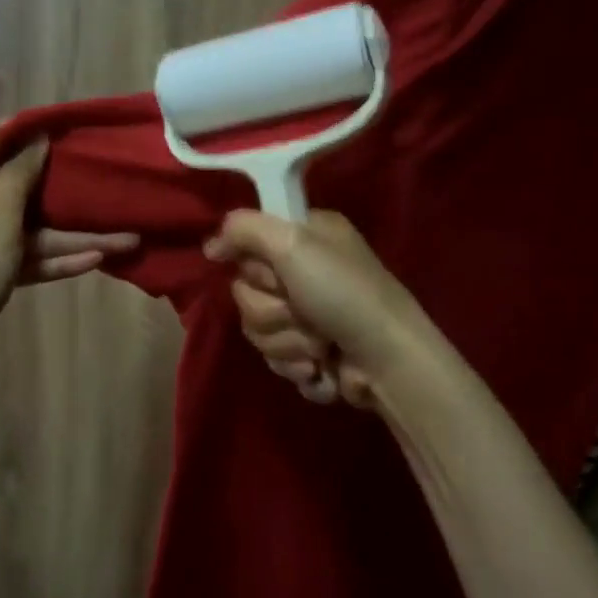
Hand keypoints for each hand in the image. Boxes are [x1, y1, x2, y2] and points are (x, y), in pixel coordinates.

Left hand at [0, 129, 138, 374]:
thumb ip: (19, 178)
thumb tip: (37, 139)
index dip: (35, 130)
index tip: (76, 127)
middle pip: (24, 186)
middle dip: (68, 187)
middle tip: (110, 178)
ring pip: (34, 229)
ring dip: (76, 235)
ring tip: (127, 239)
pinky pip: (27, 256)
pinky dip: (56, 259)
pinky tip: (97, 260)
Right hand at [203, 210, 429, 409]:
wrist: (386, 358)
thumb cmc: (343, 292)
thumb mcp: (292, 242)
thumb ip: (243, 229)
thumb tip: (211, 247)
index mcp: (304, 237)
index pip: (247, 246)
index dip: (255, 268)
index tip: (274, 274)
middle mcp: (304, 271)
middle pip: (246, 294)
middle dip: (273, 313)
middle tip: (304, 312)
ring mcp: (308, 316)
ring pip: (259, 331)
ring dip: (289, 343)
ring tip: (321, 345)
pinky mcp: (312, 354)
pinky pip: (278, 361)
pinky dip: (299, 368)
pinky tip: (323, 366)